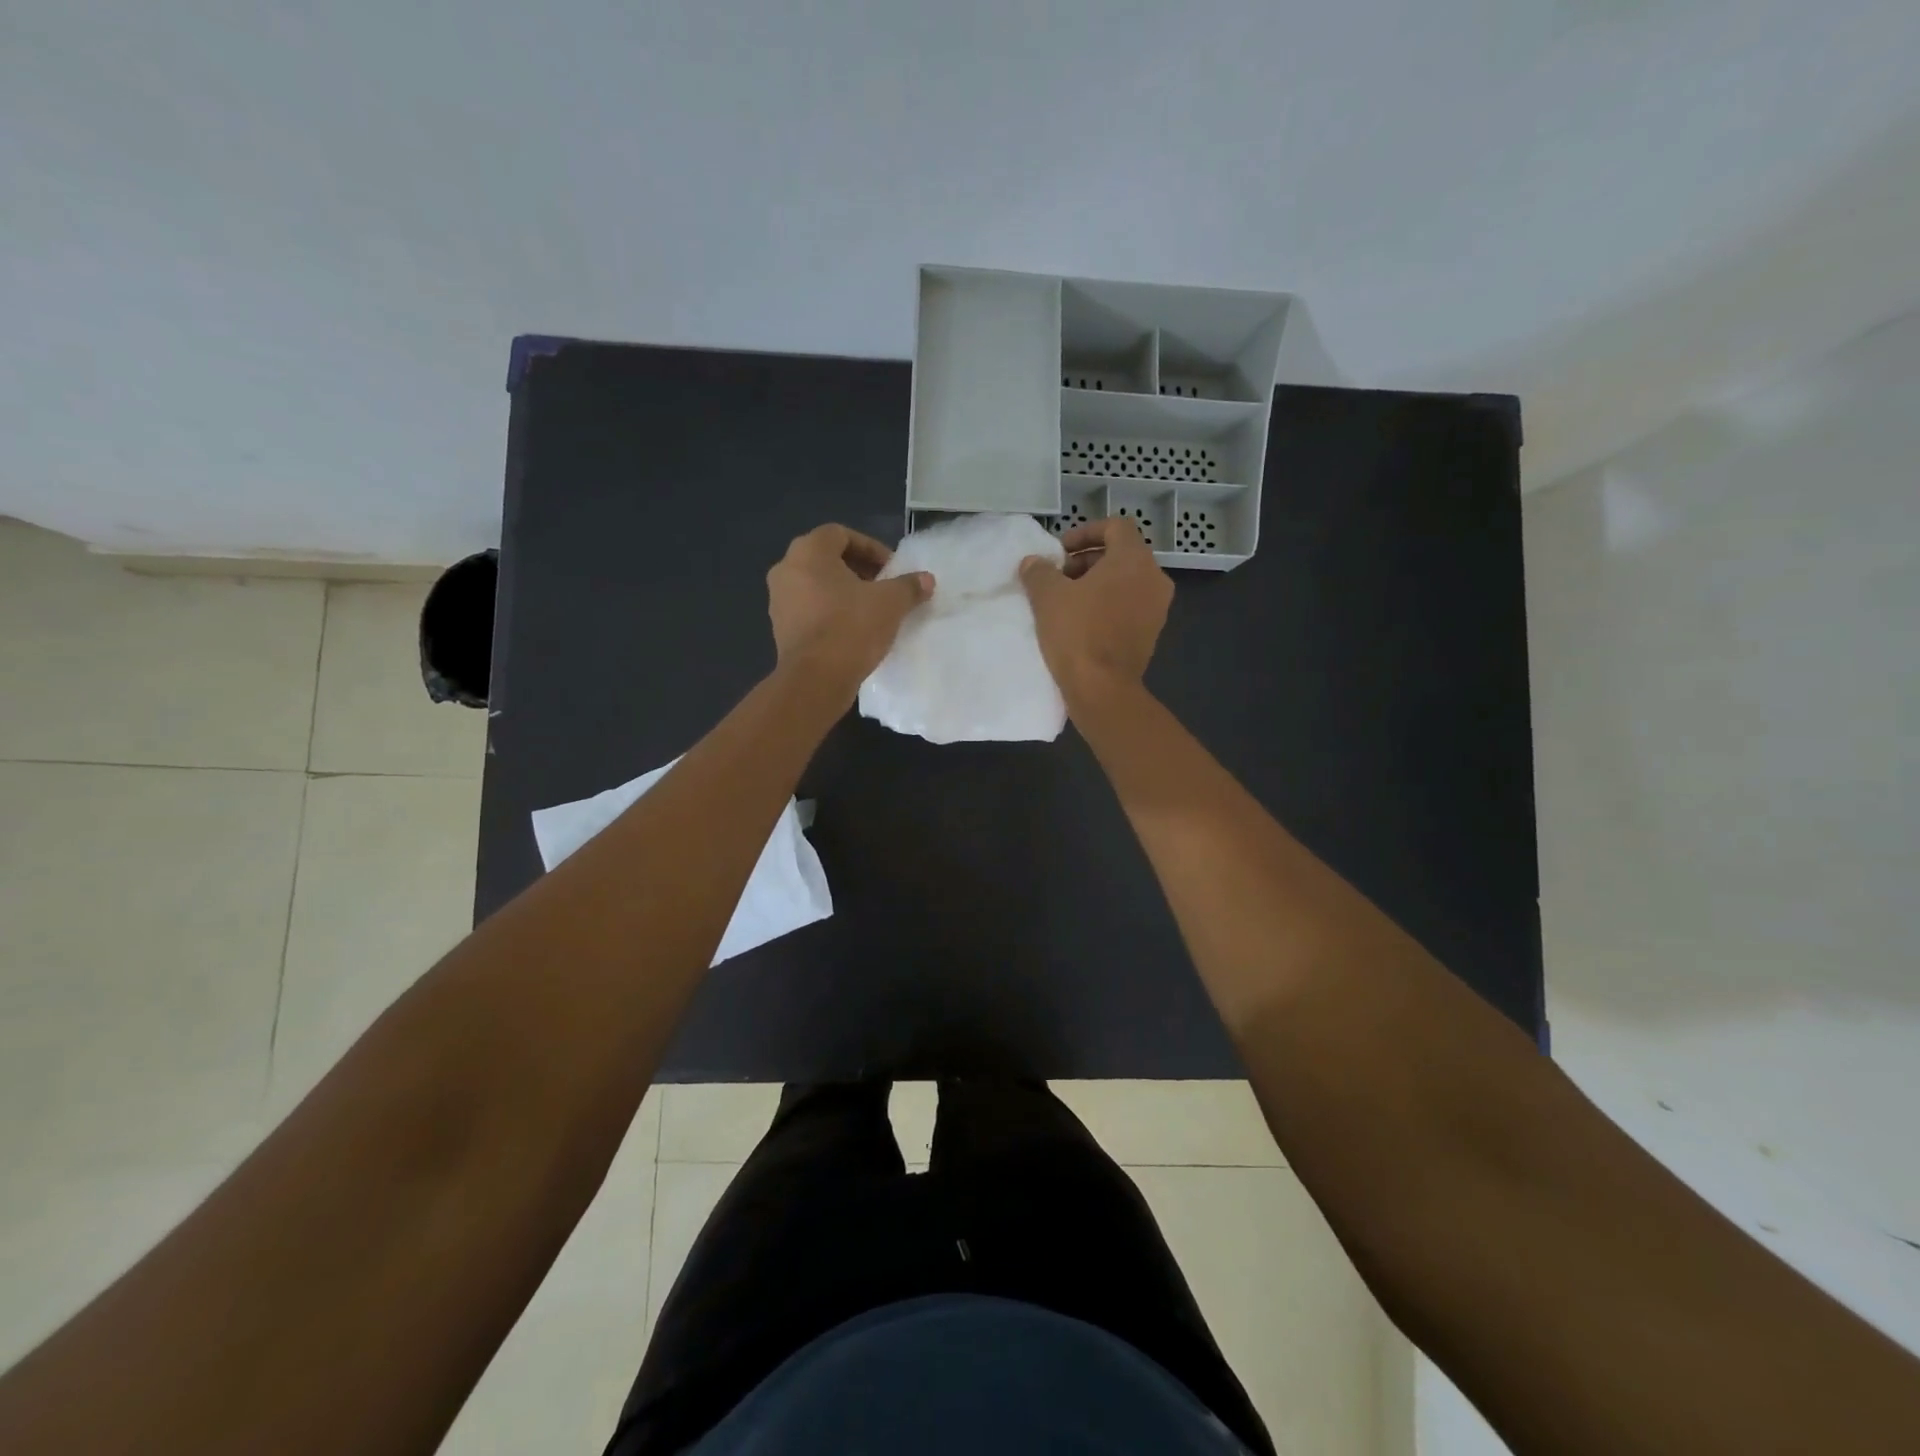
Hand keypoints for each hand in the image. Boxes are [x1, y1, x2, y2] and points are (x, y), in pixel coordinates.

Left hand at [767, 524, 933, 693]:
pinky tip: (852, 630)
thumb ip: (909, 586)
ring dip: (843, 592)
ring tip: (870, 610)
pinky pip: (809, 609)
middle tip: (883, 587)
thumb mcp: (891, 603)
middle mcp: (786, 569)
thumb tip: (926, 579)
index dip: (870, 547)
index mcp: (808, 552)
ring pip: (816, 585)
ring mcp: (778, 600)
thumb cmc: (851, 628)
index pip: (840, 534)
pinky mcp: (780, 628)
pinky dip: (830, 612)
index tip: (891, 568)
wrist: (816, 679)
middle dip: (858, 569)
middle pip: (826, 558)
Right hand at [1019, 517, 1172, 704]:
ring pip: (1126, 582)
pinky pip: (1130, 606)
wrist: (1103, 689)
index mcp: (1134, 559)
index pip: (1115, 527)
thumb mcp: (1047, 596)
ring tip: (1066, 601)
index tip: (1060, 550)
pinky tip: (1082, 622)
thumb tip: (1032, 562)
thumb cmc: (1077, 633)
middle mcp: (1154, 578)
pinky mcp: (1152, 633)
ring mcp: (1157, 608)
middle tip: (1058, 577)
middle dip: (1087, 560)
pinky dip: (1108, 605)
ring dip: (1097, 584)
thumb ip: (1039, 572)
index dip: (1085, 532)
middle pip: (1121, 554)